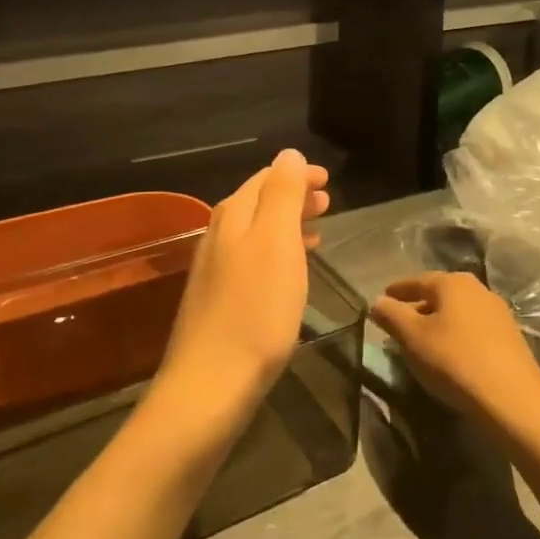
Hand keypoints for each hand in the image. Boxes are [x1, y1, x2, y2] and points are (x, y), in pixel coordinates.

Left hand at [157, 149, 329, 418]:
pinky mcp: (220, 301)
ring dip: (288, 224)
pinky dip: (278, 253)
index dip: (297, 174)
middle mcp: (219, 236)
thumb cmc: (255, 310)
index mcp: (233, 216)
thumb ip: (282, 194)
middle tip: (327, 201)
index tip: (327, 179)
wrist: (211, 384)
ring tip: (318, 228)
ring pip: (257, 232)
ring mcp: (216, 270)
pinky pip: (254, 259)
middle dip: (293, 196)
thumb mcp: (276, 242)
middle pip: (259, 204)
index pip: (266, 178)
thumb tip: (288, 154)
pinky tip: (292, 270)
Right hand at [370, 272, 539, 425]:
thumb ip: (391, 315)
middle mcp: (478, 290)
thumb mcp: (412, 338)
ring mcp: (499, 313)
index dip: (397, 291)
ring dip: (438, 323)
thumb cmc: (454, 361)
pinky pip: (474, 329)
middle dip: (418, 307)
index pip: (417, 280)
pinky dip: (457, 335)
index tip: (382, 299)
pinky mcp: (511, 338)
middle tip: (399, 324)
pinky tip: (450, 354)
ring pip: (458, 312)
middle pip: (440, 295)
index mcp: (453, 283)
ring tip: (422, 341)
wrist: (513, 400)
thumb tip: (377, 302)